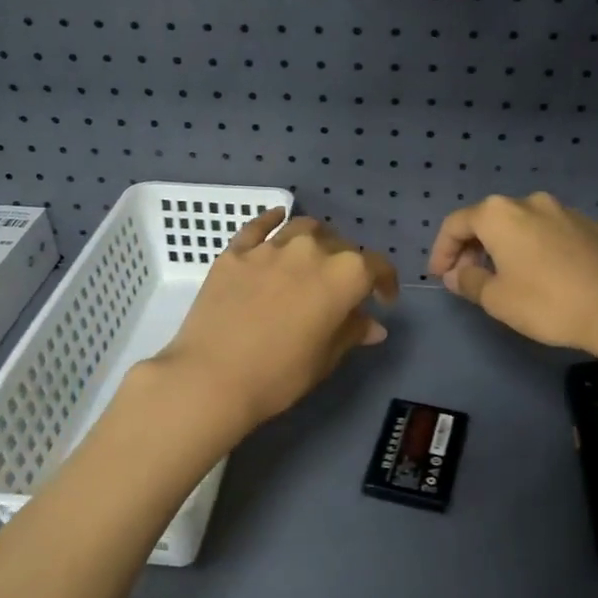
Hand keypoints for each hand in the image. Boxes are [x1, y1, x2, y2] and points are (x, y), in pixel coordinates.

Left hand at [154, 209, 397, 434]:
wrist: (212, 378)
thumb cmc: (279, 375)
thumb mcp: (325, 359)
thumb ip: (351, 332)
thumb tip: (373, 325)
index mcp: (344, 275)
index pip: (376, 267)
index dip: (385, 282)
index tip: (383, 301)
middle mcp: (311, 250)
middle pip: (340, 245)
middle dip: (349, 264)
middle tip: (342, 289)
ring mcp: (270, 247)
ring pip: (304, 229)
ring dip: (316, 240)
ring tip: (314, 258)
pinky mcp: (235, 252)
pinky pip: (259, 227)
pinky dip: (273, 221)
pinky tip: (277, 219)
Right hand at [428, 192, 597, 358]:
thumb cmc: (546, 303)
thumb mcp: (496, 299)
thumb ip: (469, 281)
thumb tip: (457, 274)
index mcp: (500, 214)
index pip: (456, 224)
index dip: (442, 251)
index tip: (441, 277)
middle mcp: (532, 203)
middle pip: (491, 220)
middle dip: (474, 247)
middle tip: (470, 278)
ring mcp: (568, 212)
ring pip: (526, 225)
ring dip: (510, 247)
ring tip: (509, 277)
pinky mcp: (596, 228)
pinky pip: (557, 235)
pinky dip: (543, 250)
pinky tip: (550, 277)